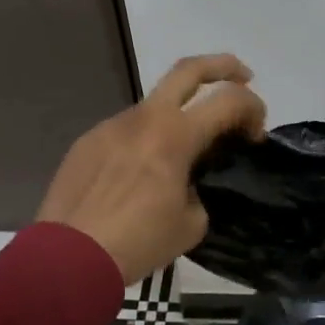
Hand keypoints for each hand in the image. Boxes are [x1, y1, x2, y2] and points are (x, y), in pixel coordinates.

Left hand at [38, 53, 266, 284]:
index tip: (257, 134)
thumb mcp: (190, 223)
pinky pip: (126, 130)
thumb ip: (200, 190)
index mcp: (175, 135)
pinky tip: (140, 173)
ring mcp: (111, 125)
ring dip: (178, 115)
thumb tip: (189, 183)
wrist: (67, 259)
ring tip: (183, 151)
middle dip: (223, 66)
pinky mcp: (87, 141)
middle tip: (243, 76)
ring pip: (154, 105)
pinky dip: (145, 140)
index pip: (229, 101)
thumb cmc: (137, 242)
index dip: (253, 109)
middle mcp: (144, 118)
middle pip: (189, 69)